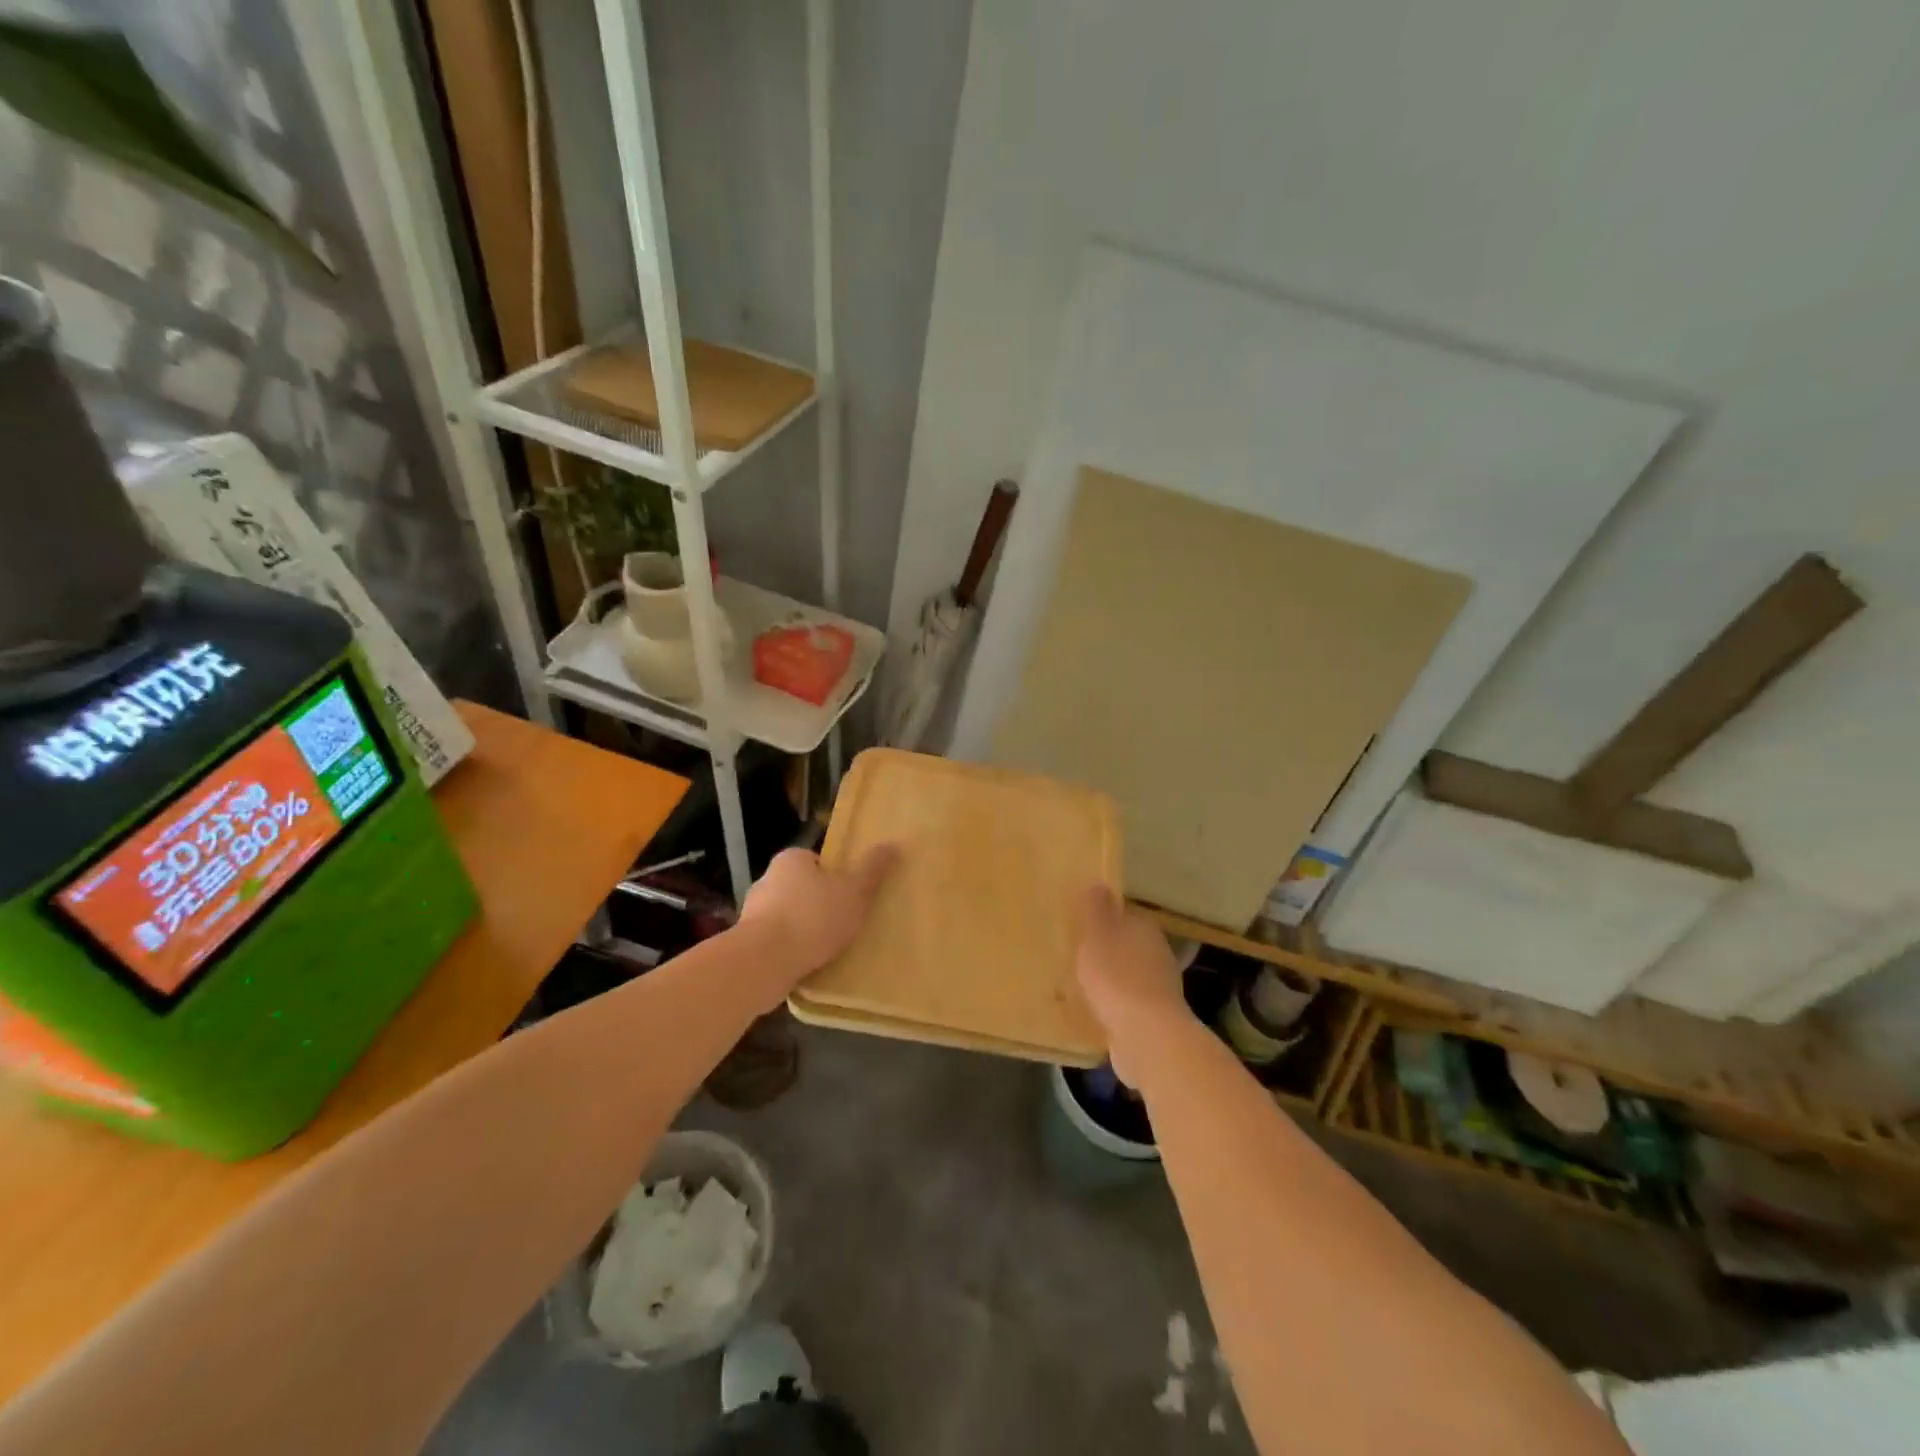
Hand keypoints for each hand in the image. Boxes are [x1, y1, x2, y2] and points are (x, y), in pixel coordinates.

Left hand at [737, 844, 898, 989]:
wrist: (764, 963)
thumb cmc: (813, 918)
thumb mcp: (854, 891)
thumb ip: (872, 870)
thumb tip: (893, 844)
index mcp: (791, 859)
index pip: (816, 861)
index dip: (835, 877)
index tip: (850, 895)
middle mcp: (767, 880)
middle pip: (801, 888)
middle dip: (819, 904)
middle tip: (845, 922)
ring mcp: (753, 913)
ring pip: (787, 917)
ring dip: (804, 930)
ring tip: (829, 949)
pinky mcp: (747, 944)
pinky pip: (777, 943)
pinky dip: (791, 951)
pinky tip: (808, 965)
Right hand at [1075, 886, 1192, 1087]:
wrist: (1147, 1036)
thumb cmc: (1116, 977)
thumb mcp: (1096, 935)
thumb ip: (1095, 909)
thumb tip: (1098, 884)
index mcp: (1144, 928)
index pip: (1122, 914)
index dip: (1101, 918)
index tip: (1079, 926)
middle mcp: (1157, 953)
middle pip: (1127, 944)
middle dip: (1106, 950)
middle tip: (1075, 955)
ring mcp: (1160, 988)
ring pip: (1129, 975)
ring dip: (1110, 979)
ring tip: (1081, 984)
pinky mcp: (1155, 1018)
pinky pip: (1128, 1004)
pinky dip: (1114, 1005)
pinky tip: (1095, 1011)